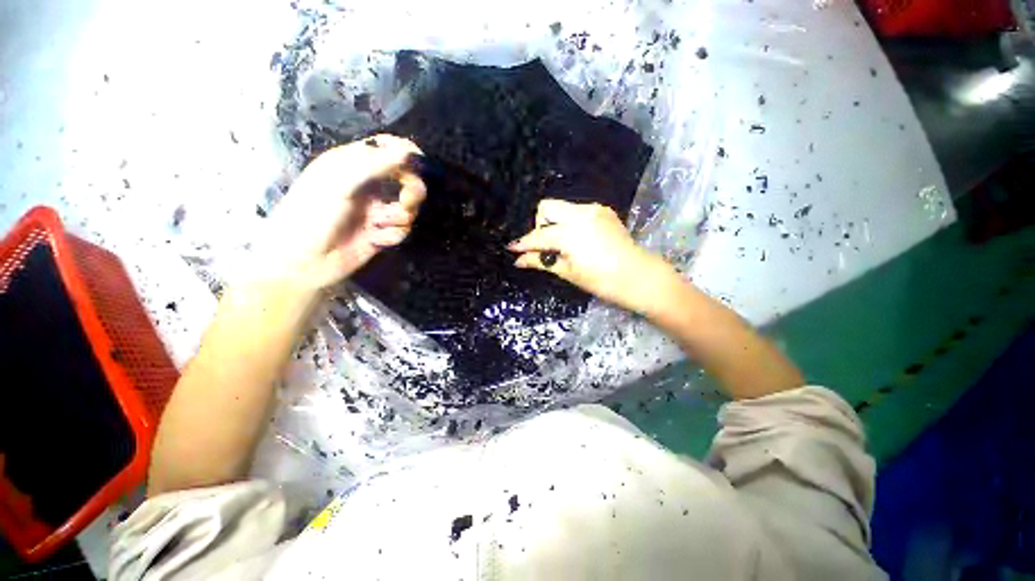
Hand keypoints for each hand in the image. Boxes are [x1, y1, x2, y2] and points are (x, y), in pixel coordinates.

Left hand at [262, 135, 424, 288]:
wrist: (302, 263)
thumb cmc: (312, 215)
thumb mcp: (339, 182)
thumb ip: (374, 164)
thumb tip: (408, 151)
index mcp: (351, 164)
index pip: (386, 149)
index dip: (406, 153)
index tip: (420, 164)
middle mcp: (367, 186)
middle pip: (405, 179)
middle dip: (411, 189)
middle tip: (407, 199)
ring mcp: (375, 211)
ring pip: (407, 208)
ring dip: (398, 217)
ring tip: (379, 225)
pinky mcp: (381, 233)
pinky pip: (401, 230)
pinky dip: (392, 235)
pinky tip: (375, 240)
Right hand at [508, 199, 673, 313]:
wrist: (639, 276)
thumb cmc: (602, 281)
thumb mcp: (568, 273)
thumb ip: (541, 262)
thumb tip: (519, 261)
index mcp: (571, 233)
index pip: (539, 236)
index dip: (523, 243)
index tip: (512, 248)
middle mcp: (581, 214)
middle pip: (547, 207)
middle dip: (540, 225)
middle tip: (546, 246)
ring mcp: (594, 209)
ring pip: (562, 208)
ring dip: (555, 224)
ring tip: (563, 245)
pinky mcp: (603, 211)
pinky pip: (577, 211)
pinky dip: (570, 223)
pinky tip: (578, 239)